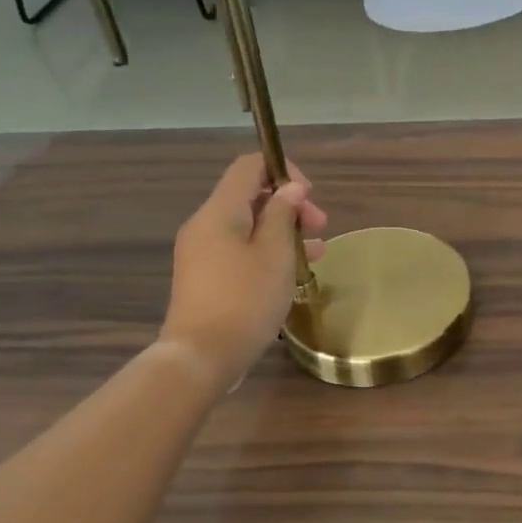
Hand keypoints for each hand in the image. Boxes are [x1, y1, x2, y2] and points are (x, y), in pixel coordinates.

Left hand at [158, 155, 327, 387]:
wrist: (201, 357)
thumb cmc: (244, 300)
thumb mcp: (275, 254)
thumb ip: (283, 214)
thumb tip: (291, 188)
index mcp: (219, 211)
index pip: (249, 166)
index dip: (283, 170)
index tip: (310, 196)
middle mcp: (205, 225)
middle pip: (250, 196)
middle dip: (289, 205)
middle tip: (320, 226)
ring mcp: (201, 252)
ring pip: (248, 226)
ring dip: (283, 231)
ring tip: (317, 253)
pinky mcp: (205, 277)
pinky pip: (239, 250)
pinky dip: (267, 251)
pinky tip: (292, 272)